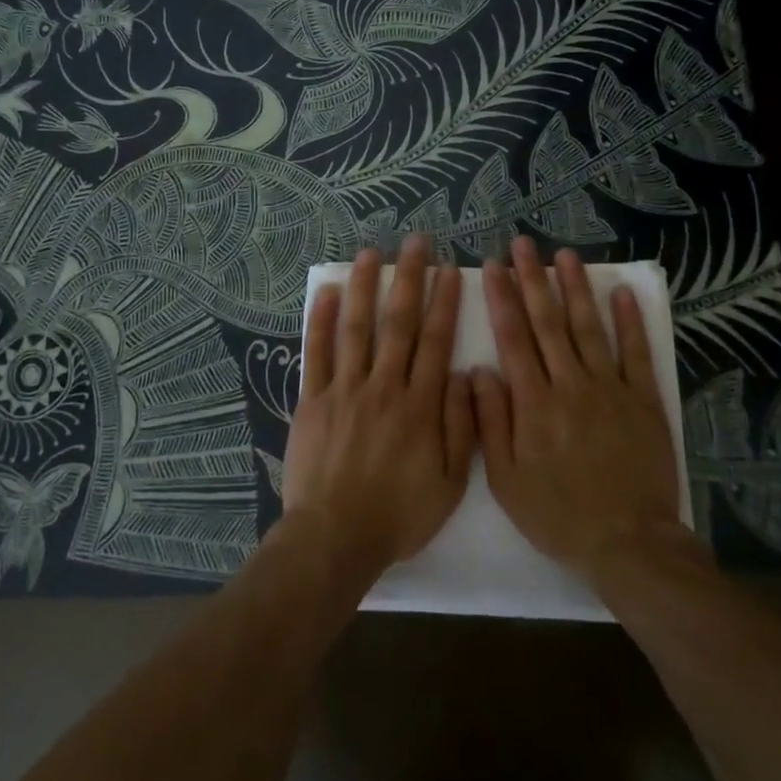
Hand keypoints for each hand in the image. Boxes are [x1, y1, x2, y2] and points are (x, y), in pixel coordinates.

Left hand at [279, 238, 473, 589]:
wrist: (335, 537)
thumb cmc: (398, 514)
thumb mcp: (450, 483)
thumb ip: (462, 427)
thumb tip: (467, 374)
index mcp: (421, 405)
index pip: (436, 341)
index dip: (444, 302)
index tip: (450, 270)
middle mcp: (384, 387)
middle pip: (398, 322)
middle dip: (409, 278)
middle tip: (415, 242)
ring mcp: (345, 390)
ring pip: (356, 327)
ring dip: (364, 286)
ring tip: (370, 253)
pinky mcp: (313, 400)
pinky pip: (316, 353)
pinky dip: (320, 320)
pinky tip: (325, 291)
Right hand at [475, 238, 685, 579]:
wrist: (628, 542)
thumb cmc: (558, 514)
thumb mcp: (507, 480)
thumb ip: (490, 422)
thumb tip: (479, 370)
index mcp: (534, 403)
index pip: (513, 337)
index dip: (502, 298)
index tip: (493, 266)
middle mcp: (570, 384)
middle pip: (548, 322)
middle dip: (533, 279)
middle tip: (523, 244)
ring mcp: (610, 388)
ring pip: (589, 327)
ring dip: (576, 288)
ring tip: (565, 255)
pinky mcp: (643, 400)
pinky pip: (636, 353)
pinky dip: (630, 321)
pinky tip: (621, 293)